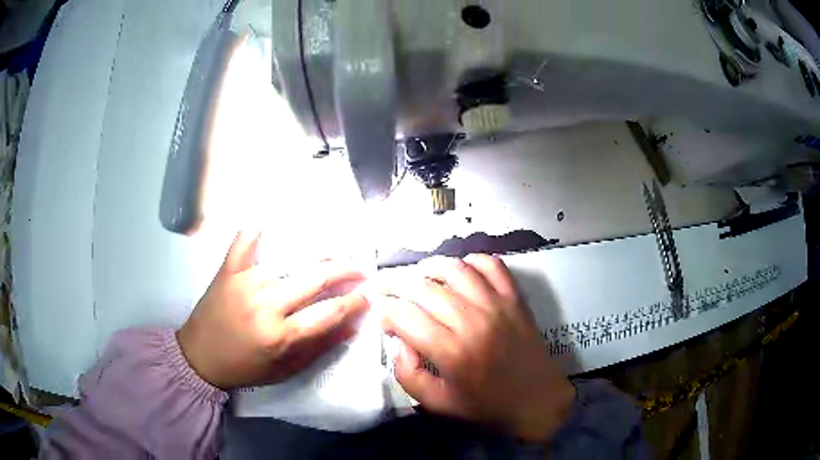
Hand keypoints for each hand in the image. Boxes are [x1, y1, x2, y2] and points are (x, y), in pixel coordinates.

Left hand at [177, 231, 367, 389]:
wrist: (199, 358)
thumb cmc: (245, 368)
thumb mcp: (286, 369)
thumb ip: (320, 347)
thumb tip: (352, 325)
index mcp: (281, 335)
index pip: (329, 312)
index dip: (354, 301)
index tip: (369, 294)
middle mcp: (265, 305)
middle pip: (315, 278)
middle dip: (346, 270)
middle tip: (360, 268)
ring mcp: (245, 282)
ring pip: (289, 259)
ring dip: (316, 254)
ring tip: (333, 254)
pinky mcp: (228, 271)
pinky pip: (243, 242)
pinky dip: (255, 230)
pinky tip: (266, 222)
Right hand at [376, 255, 574, 442]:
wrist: (537, 400)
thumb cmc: (486, 406)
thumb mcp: (437, 403)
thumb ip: (408, 375)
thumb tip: (399, 342)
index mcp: (451, 352)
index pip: (404, 316)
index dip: (385, 312)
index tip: (382, 317)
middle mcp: (472, 321)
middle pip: (423, 287)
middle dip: (394, 283)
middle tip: (383, 287)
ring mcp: (497, 305)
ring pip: (455, 269)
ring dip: (430, 267)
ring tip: (418, 277)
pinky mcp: (514, 298)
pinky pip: (492, 265)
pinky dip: (472, 260)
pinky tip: (460, 271)